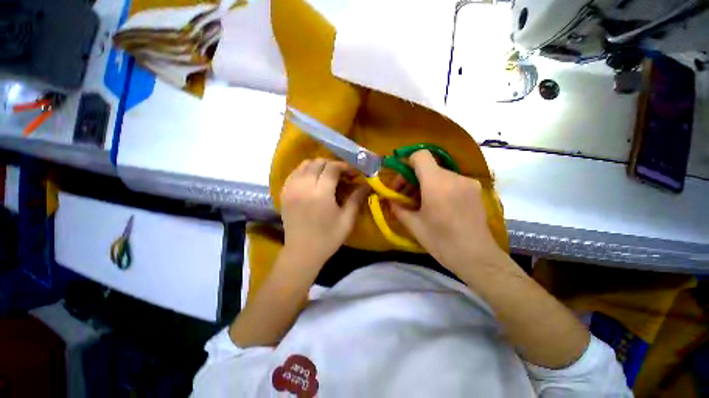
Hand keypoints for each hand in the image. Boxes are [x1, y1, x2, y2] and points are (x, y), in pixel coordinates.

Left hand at [281, 159, 367, 265]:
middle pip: (317, 162)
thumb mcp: (347, 220)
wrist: (302, 253)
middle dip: (332, 164)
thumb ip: (356, 199)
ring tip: (328, 175)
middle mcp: (303, 187)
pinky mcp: (284, 193)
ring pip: (304, 165)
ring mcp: (291, 189)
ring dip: (318, 165)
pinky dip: (305, 171)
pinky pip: (294, 173)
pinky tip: (313, 180)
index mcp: (320, 194)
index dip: (344, 166)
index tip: (352, 173)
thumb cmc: (327, 238)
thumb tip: (366, 185)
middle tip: (342, 174)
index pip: (332, 168)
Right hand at [391, 151, 504, 272]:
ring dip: (426, 184)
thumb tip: (389, 199)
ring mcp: (467, 182)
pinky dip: (439, 188)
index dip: (406, 164)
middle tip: (406, 197)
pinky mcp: (475, 189)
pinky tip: (437, 206)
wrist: (477, 258)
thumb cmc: (442, 242)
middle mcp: (454, 177)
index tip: (401, 182)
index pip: (420, 155)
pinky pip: (451, 181)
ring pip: (439, 174)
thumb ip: (398, 208)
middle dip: (413, 179)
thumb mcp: (413, 225)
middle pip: (428, 167)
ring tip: (421, 203)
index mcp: (436, 183)